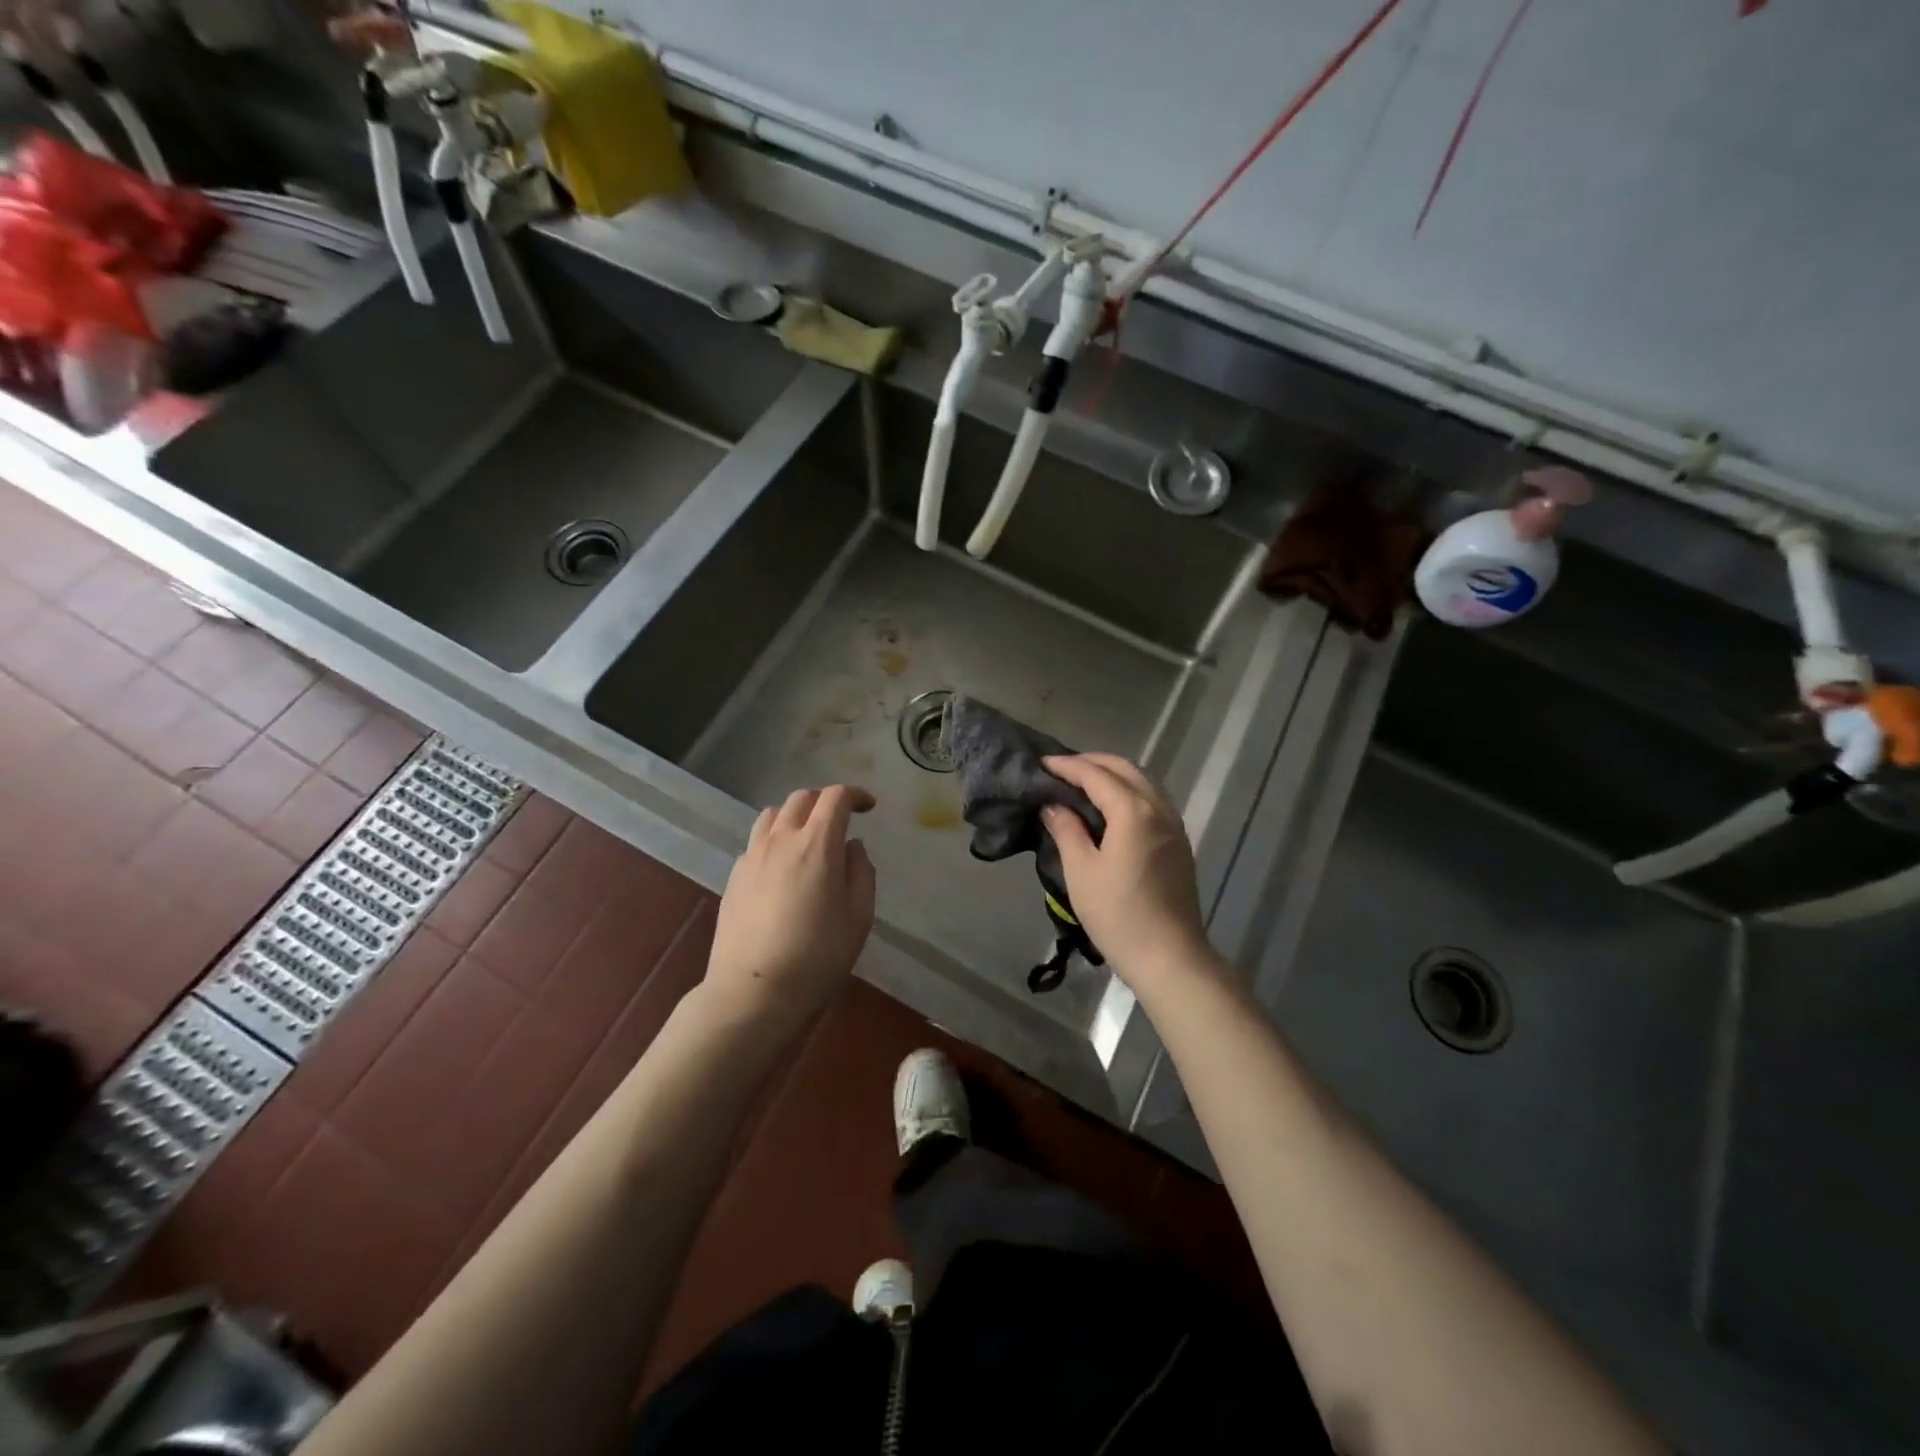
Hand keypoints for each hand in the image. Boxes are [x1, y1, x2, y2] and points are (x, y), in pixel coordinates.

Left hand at [704, 786, 876, 1033]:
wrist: (753, 991)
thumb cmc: (817, 955)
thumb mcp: (859, 916)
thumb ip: (861, 872)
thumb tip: (851, 847)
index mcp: (817, 844)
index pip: (835, 797)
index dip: (855, 795)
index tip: (869, 807)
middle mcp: (781, 839)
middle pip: (801, 798)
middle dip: (825, 801)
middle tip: (841, 820)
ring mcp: (752, 856)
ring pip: (773, 815)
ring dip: (795, 816)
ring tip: (808, 838)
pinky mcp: (734, 877)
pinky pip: (757, 842)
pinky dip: (775, 840)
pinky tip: (782, 868)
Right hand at [1041, 754, 1219, 992]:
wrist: (1169, 957)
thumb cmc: (1118, 915)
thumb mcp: (1081, 872)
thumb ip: (1066, 830)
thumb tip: (1053, 805)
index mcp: (1134, 812)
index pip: (1096, 775)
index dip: (1068, 766)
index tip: (1042, 764)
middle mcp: (1159, 808)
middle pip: (1125, 769)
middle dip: (1092, 762)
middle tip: (1061, 769)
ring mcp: (1174, 825)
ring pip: (1142, 782)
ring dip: (1112, 774)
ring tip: (1082, 783)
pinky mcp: (1178, 842)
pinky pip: (1152, 800)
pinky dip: (1128, 791)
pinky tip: (1109, 807)